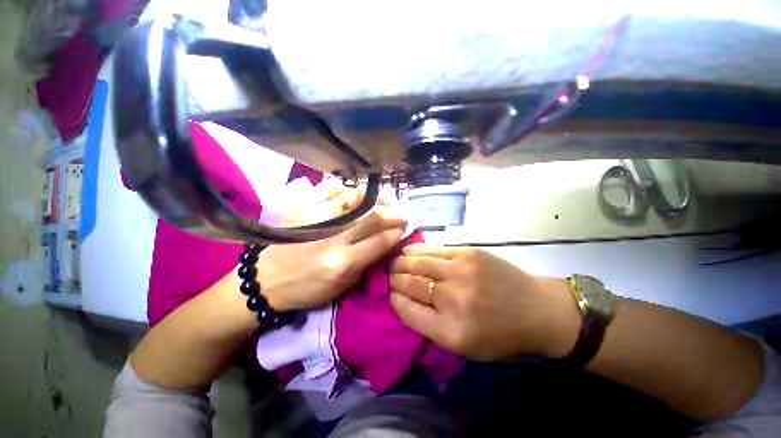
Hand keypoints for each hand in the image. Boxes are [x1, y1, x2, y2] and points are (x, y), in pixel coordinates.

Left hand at [258, 182, 406, 311]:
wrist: (265, 280)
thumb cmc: (307, 288)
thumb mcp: (342, 286)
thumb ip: (366, 263)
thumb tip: (385, 243)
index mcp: (343, 263)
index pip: (380, 241)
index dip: (397, 231)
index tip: (405, 225)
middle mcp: (333, 238)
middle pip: (371, 217)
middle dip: (391, 211)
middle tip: (401, 209)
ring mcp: (317, 219)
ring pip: (353, 198)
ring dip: (373, 196)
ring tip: (384, 195)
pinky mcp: (302, 208)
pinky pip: (329, 189)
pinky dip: (345, 187)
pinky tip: (355, 190)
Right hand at [389, 246, 579, 359]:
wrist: (537, 309)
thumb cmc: (498, 334)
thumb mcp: (461, 344)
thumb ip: (426, 323)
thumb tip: (399, 298)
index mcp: (450, 330)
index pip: (407, 309)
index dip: (394, 298)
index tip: (389, 292)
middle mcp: (453, 298)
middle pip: (410, 282)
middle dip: (394, 277)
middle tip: (387, 274)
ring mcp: (461, 270)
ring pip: (418, 262)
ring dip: (401, 261)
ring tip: (393, 261)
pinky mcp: (469, 253)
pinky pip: (434, 250)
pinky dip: (417, 251)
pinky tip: (408, 251)